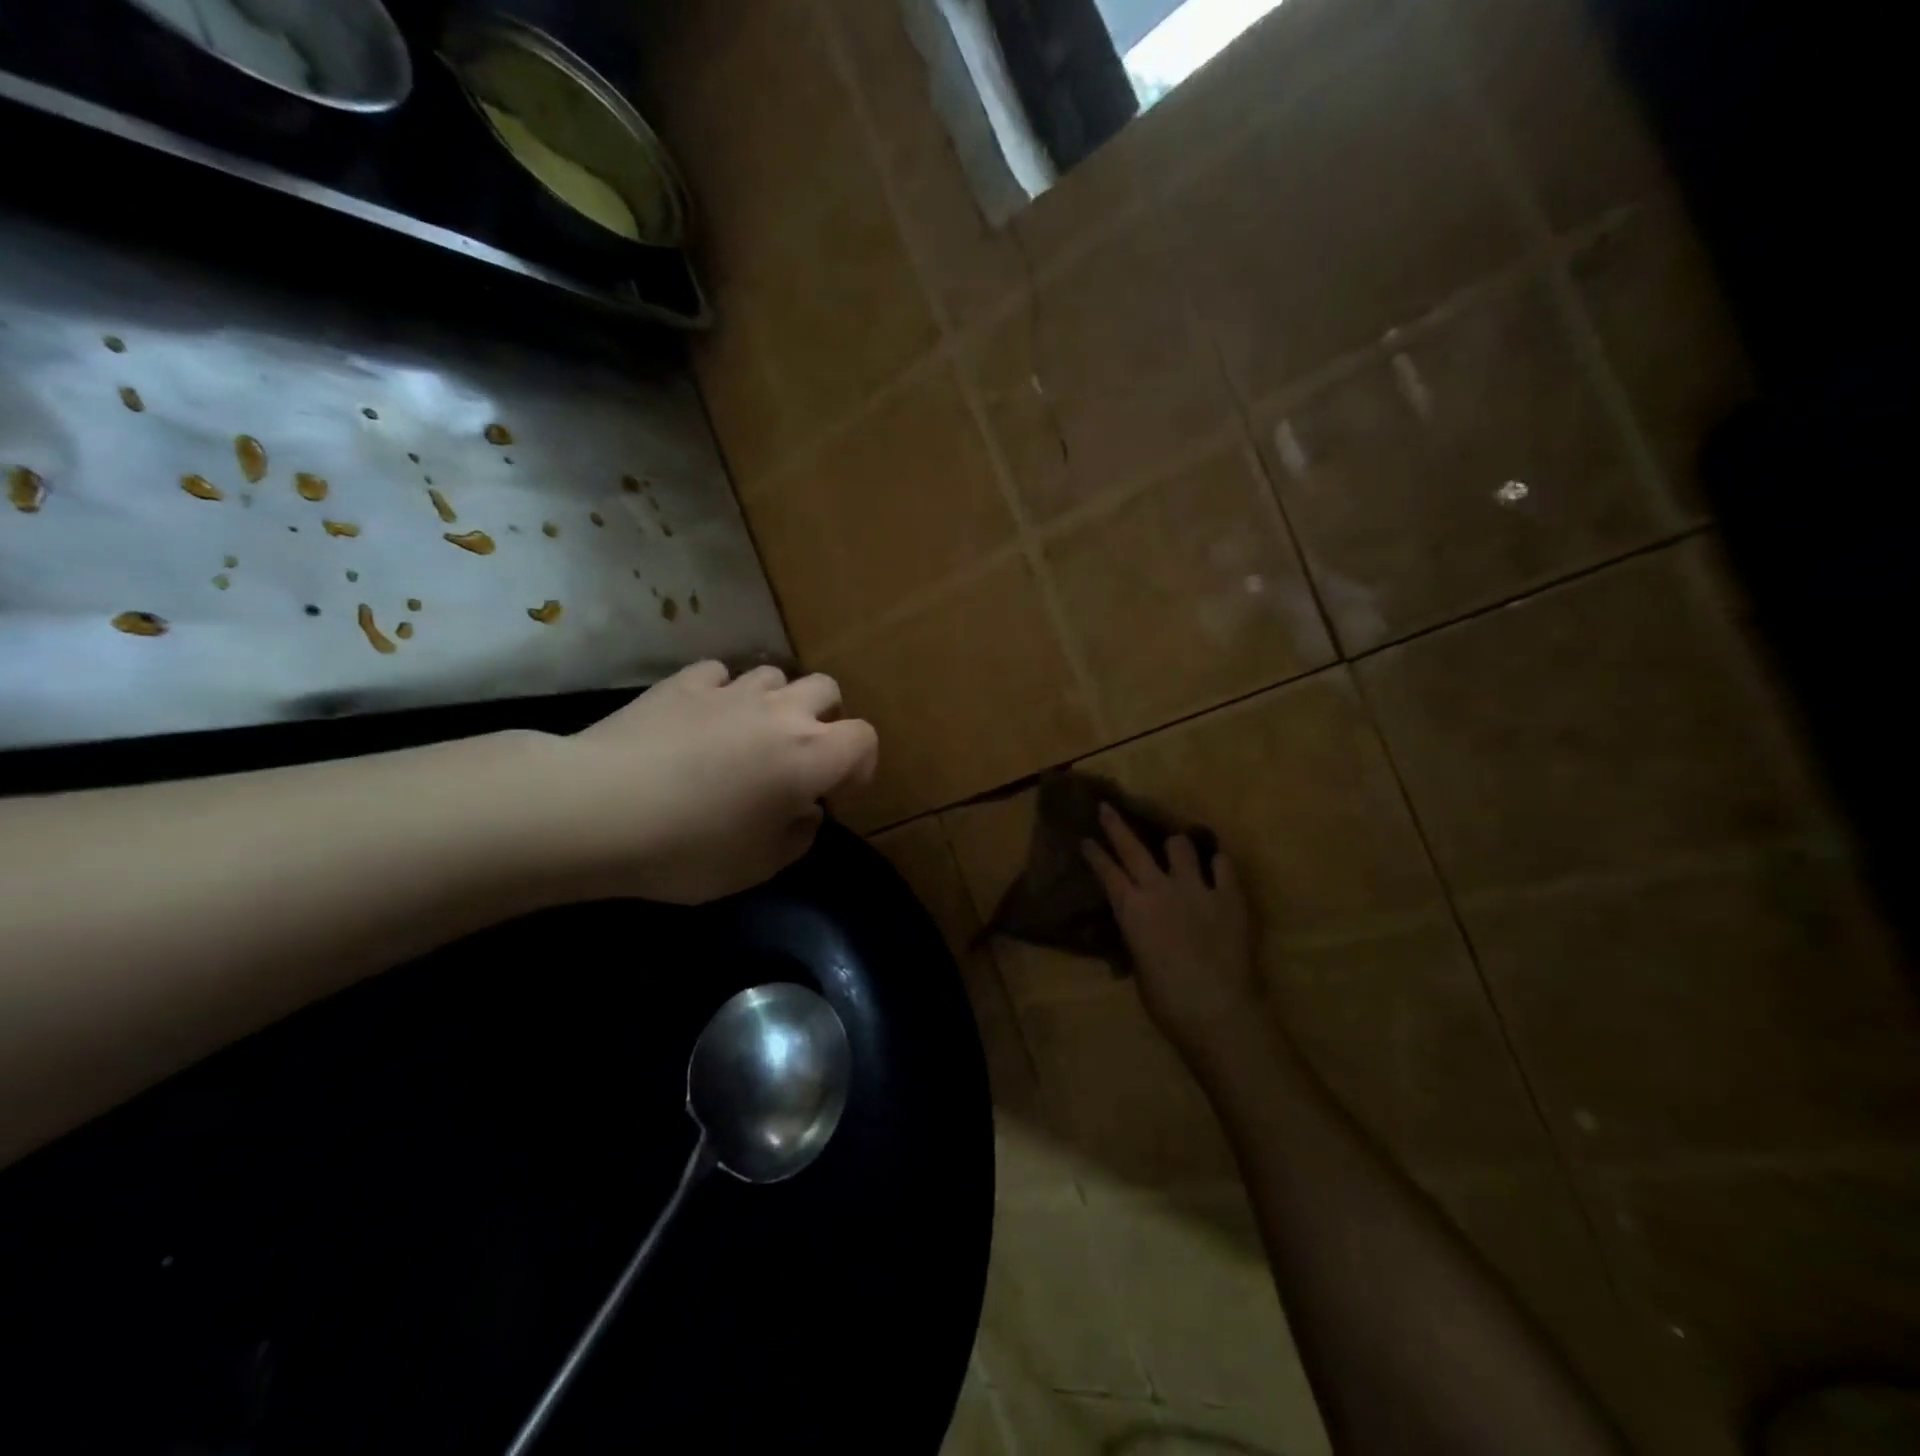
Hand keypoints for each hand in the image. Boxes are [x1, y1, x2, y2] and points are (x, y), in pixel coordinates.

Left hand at [535, 661, 877, 903]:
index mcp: (810, 756)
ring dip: (774, 701)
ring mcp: (729, 691)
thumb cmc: (689, 848)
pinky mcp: (682, 683)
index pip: (863, 738)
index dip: (860, 763)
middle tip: (799, 755)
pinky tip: (701, 718)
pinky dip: (721, 693)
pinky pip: (718, 674)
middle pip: (826, 690)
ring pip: (774, 674)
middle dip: (824, 718)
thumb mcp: (757, 866)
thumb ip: (797, 837)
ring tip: (750, 732)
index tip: (837, 791)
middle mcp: (780, 712)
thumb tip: (805, 812)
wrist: (597, 809)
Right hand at [1082, 803, 1261, 1065]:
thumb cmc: (1167, 1000)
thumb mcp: (1139, 964)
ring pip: (1180, 845)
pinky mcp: (1228, 894)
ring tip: (1176, 848)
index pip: (1106, 871)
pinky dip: (1217, 863)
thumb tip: (1140, 928)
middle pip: (1132, 847)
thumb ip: (1139, 934)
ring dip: (1175, 845)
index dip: (1095, 853)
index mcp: (1131, 909)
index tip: (1086, 838)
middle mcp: (1158, 888)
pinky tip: (1216, 867)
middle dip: (1116, 825)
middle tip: (1107, 808)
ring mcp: (1195, 887)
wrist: (1216, 1008)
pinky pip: (1222, 864)